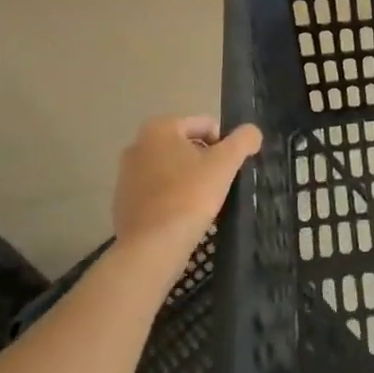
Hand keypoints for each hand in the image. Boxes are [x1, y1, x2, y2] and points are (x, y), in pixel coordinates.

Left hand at [111, 116, 261, 280]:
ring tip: (201, 202)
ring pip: (171, 169)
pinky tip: (182, 216)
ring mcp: (126, 174)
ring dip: (188, 179)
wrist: (151, 247)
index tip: (229, 169)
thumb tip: (251, 133)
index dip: (224, 145)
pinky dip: (171, 197)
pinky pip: (156, 190)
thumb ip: (243, 140)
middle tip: (217, 185)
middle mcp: (137, 145)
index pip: (205, 125)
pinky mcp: (122, 201)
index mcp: (159, 128)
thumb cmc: (190, 196)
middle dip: (204, 161)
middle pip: (186, 146)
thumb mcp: (226, 163)